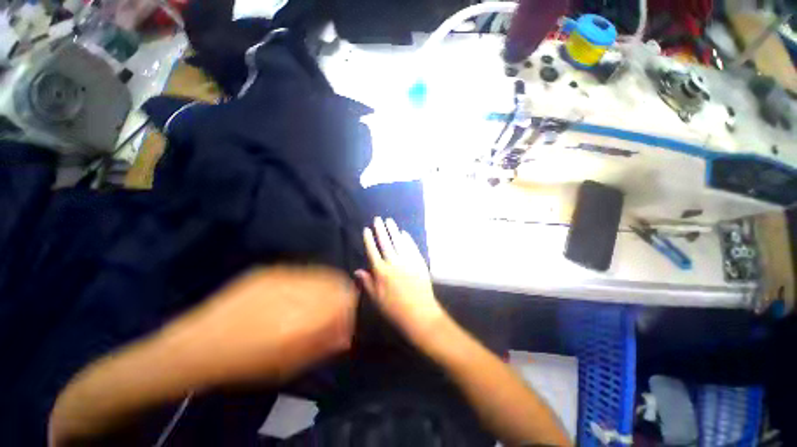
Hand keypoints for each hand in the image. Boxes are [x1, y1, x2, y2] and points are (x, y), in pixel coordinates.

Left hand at [159, 265, 356, 384]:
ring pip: (319, 274)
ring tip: (316, 300)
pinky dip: (307, 282)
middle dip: (340, 293)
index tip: (348, 314)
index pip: (344, 298)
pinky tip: (295, 294)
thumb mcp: (290, 363)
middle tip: (335, 307)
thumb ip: (323, 344)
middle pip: (335, 281)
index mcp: (304, 314)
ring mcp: (282, 275)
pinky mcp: (268, 271)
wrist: (200, 344)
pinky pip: (300, 272)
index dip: (350, 304)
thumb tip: (346, 334)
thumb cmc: (247, 361)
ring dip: (325, 285)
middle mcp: (297, 289)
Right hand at [355, 217, 446, 340]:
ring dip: (393, 230)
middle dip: (380, 230)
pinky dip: (407, 239)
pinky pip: (412, 247)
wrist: (419, 313)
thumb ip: (367, 282)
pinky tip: (404, 233)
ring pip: (398, 242)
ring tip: (389, 221)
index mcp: (381, 272)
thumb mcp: (376, 298)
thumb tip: (357, 270)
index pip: (373, 251)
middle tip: (378, 219)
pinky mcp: (418, 262)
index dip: (369, 239)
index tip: (367, 229)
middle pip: (385, 243)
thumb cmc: (394, 309)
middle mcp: (393, 263)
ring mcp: (407, 261)